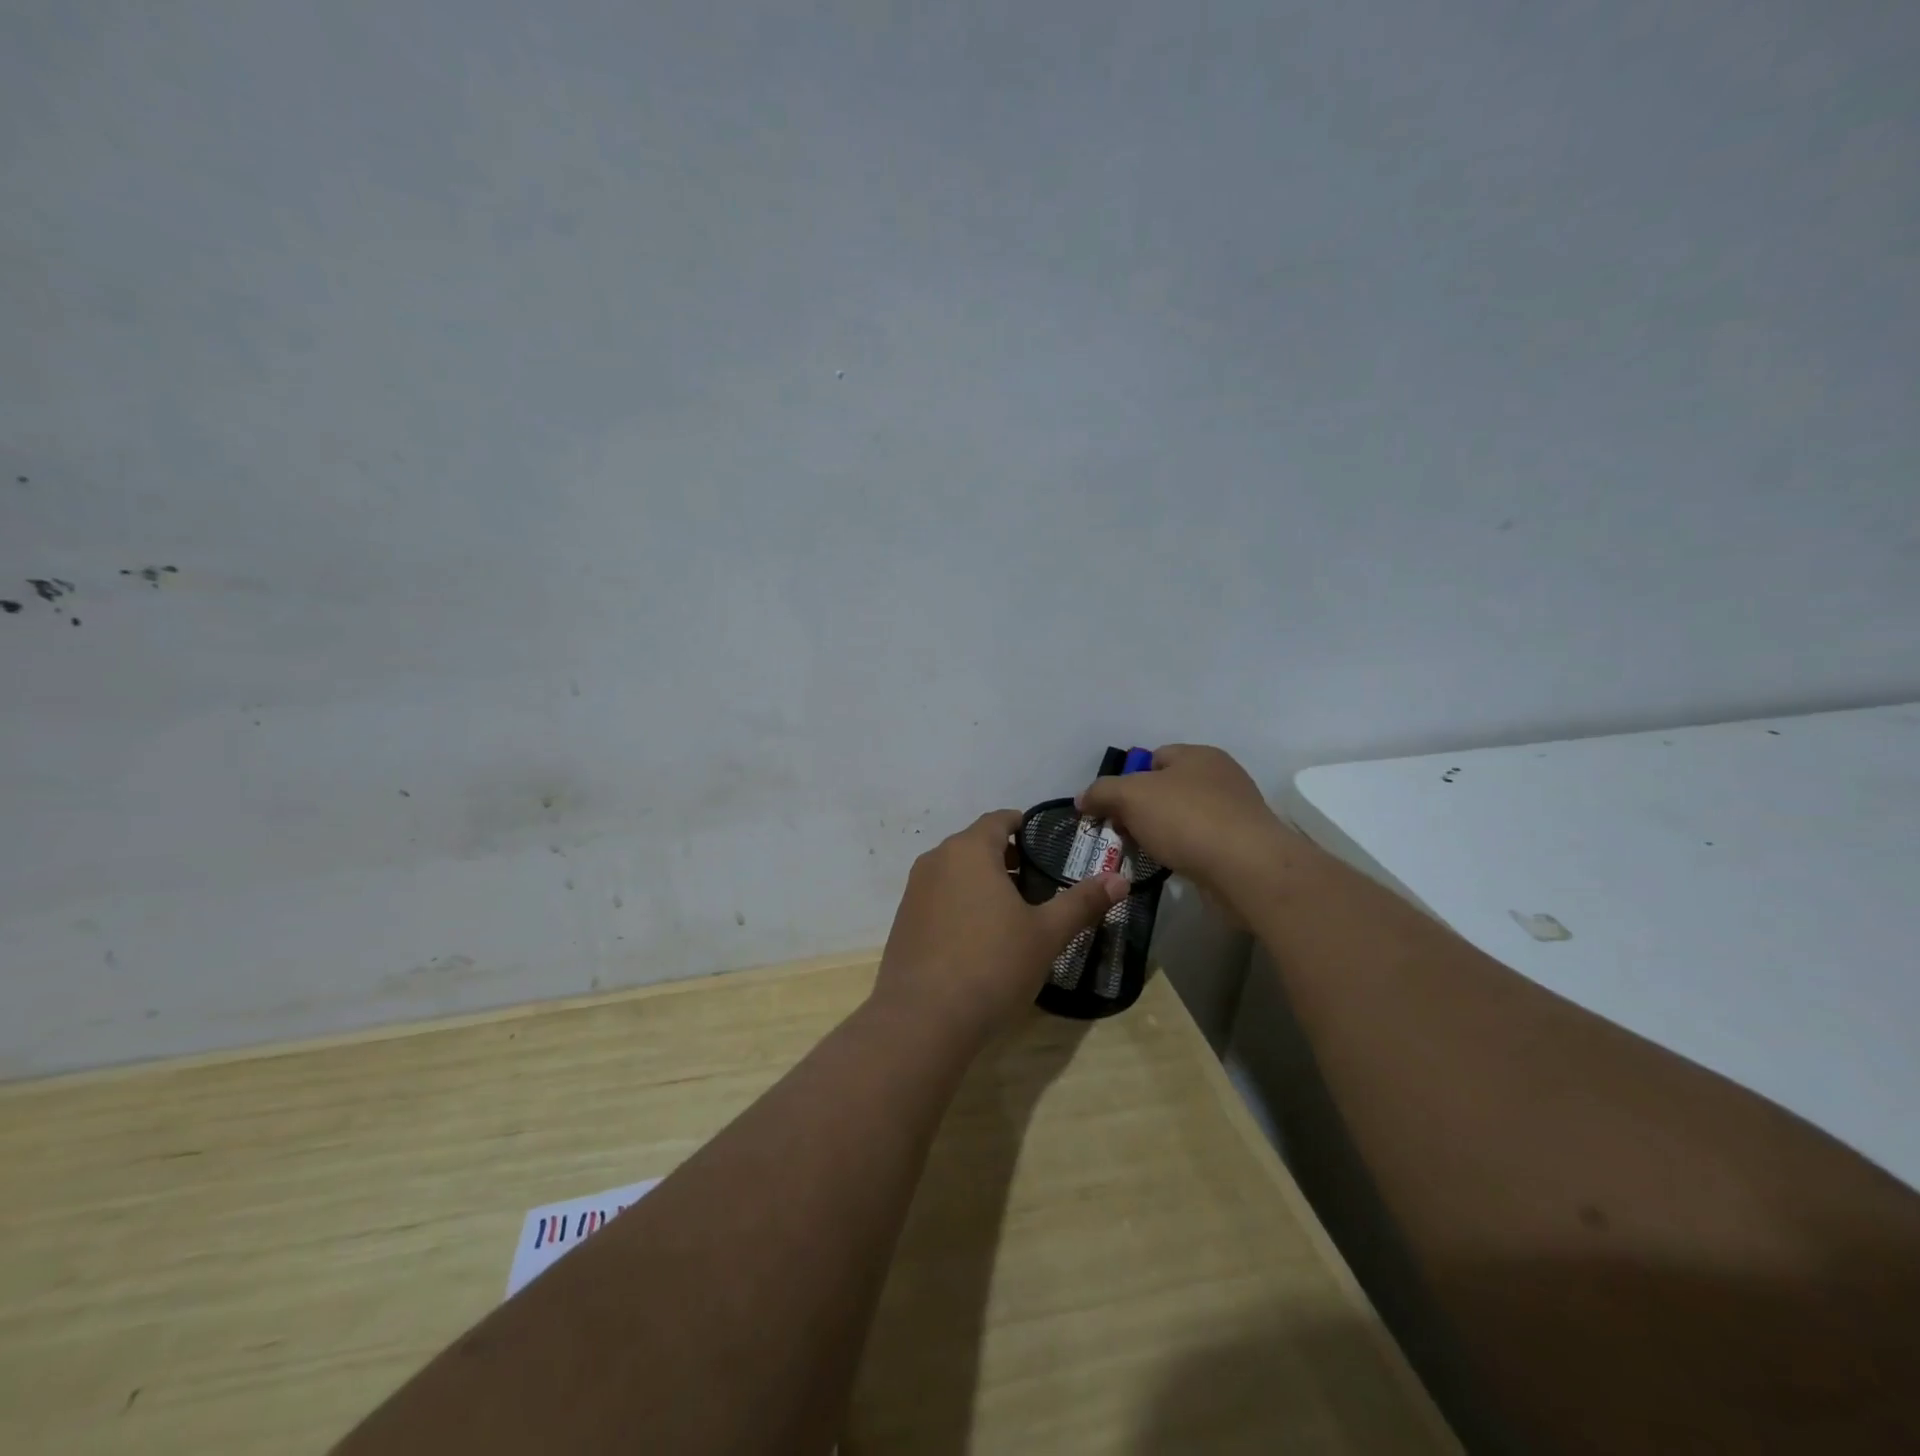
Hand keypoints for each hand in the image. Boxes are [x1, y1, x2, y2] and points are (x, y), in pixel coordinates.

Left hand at [872, 810, 1126, 1042]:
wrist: (922, 1019)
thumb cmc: (991, 964)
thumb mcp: (1046, 934)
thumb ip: (1082, 902)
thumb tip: (1121, 879)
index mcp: (969, 850)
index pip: (998, 819)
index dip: (1024, 825)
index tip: (1047, 844)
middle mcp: (936, 860)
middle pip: (976, 845)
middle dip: (1008, 857)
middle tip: (1041, 882)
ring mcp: (915, 891)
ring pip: (956, 872)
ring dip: (984, 882)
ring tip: (1015, 912)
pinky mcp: (904, 921)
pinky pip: (940, 898)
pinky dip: (962, 904)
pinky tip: (981, 938)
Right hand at [1076, 745, 1299, 909]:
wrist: (1247, 869)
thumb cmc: (1187, 819)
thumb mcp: (1130, 796)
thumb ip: (1102, 792)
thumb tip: (1083, 798)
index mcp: (1198, 755)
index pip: (1153, 757)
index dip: (1127, 779)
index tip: (1110, 808)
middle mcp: (1220, 777)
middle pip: (1166, 789)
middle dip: (1140, 810)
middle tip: (1122, 832)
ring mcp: (1235, 812)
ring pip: (1183, 818)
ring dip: (1161, 834)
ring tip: (1143, 854)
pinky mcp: (1242, 846)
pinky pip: (1200, 843)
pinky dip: (1183, 853)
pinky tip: (1172, 867)